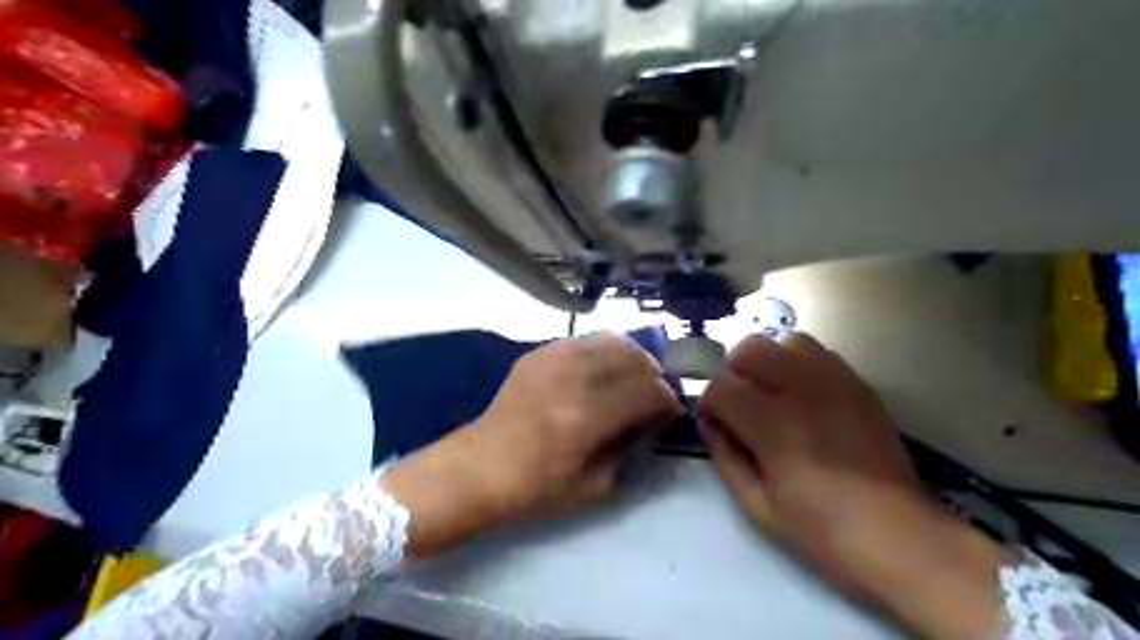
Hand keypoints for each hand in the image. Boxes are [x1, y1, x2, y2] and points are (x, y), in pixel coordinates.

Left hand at [378, 332, 678, 556]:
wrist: (479, 467)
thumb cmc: (536, 488)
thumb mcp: (596, 485)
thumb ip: (632, 446)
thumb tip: (654, 418)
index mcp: (587, 418)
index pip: (648, 392)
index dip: (668, 400)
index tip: (670, 411)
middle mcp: (572, 379)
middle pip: (634, 359)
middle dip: (654, 375)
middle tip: (654, 393)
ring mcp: (552, 359)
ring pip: (612, 341)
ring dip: (632, 358)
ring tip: (632, 377)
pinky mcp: (538, 353)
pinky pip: (584, 341)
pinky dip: (604, 351)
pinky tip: (602, 370)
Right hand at [701, 336, 1000, 639]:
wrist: (898, 535)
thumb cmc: (821, 528)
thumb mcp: (757, 504)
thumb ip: (724, 456)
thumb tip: (710, 423)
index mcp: (772, 425)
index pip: (720, 387)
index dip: (708, 403)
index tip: (715, 424)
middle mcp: (801, 390)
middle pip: (749, 348)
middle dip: (734, 373)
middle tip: (742, 405)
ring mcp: (835, 382)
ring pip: (786, 341)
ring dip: (770, 363)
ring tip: (775, 394)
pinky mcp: (859, 385)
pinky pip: (820, 354)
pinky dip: (800, 365)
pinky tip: (805, 397)